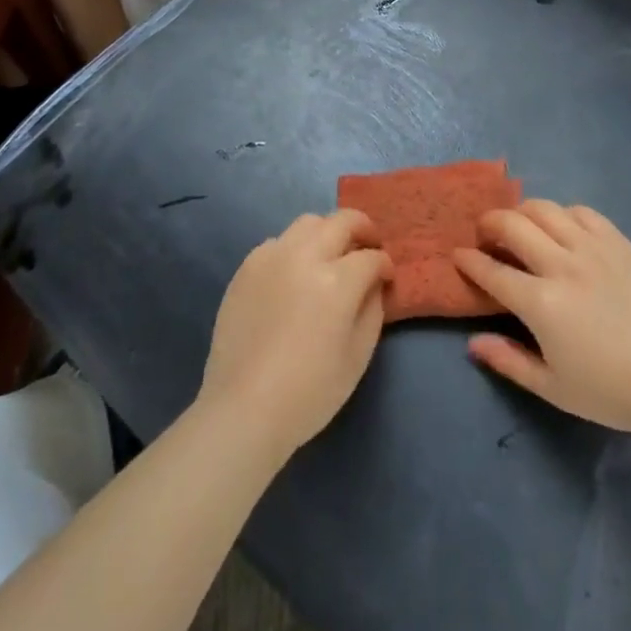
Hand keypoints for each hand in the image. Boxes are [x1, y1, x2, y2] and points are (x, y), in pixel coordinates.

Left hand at [198, 210, 392, 460]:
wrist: (244, 409)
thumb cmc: (310, 392)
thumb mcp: (358, 356)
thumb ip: (373, 310)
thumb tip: (374, 285)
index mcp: (337, 280)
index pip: (371, 257)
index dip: (385, 266)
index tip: (387, 278)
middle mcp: (305, 256)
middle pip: (342, 221)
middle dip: (363, 230)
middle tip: (368, 247)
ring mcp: (272, 257)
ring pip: (308, 223)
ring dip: (328, 233)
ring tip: (331, 256)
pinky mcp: (247, 267)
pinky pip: (278, 242)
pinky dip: (295, 249)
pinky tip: (295, 274)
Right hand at [453, 201, 630, 439]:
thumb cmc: (611, 391)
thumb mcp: (553, 388)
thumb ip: (509, 361)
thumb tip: (473, 343)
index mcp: (542, 303)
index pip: (492, 271)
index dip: (469, 261)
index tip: (458, 255)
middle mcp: (562, 265)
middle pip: (513, 225)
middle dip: (489, 224)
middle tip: (485, 234)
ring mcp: (593, 249)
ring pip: (545, 209)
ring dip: (522, 212)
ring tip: (519, 226)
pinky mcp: (619, 242)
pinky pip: (582, 212)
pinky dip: (563, 214)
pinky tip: (562, 228)